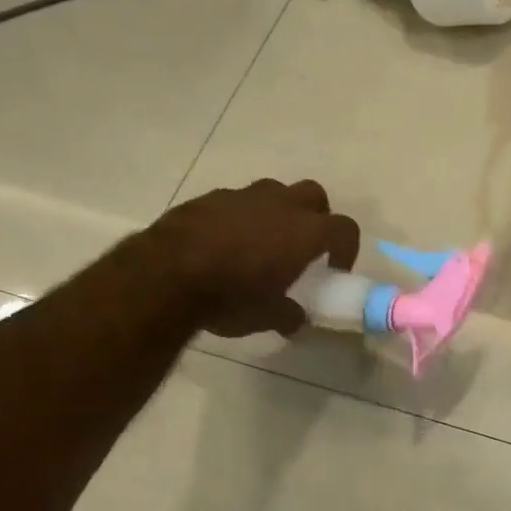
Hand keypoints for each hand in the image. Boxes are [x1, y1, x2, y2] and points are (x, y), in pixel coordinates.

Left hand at [155, 179, 359, 337]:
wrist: (164, 276)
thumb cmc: (229, 298)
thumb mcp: (266, 317)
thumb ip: (288, 314)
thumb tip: (295, 319)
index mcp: (304, 232)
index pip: (344, 228)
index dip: (346, 248)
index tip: (335, 269)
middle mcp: (280, 204)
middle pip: (314, 195)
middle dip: (316, 216)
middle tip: (304, 245)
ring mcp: (242, 196)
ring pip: (274, 192)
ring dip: (276, 212)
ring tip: (262, 242)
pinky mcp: (208, 198)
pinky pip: (236, 202)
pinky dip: (239, 217)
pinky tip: (224, 243)